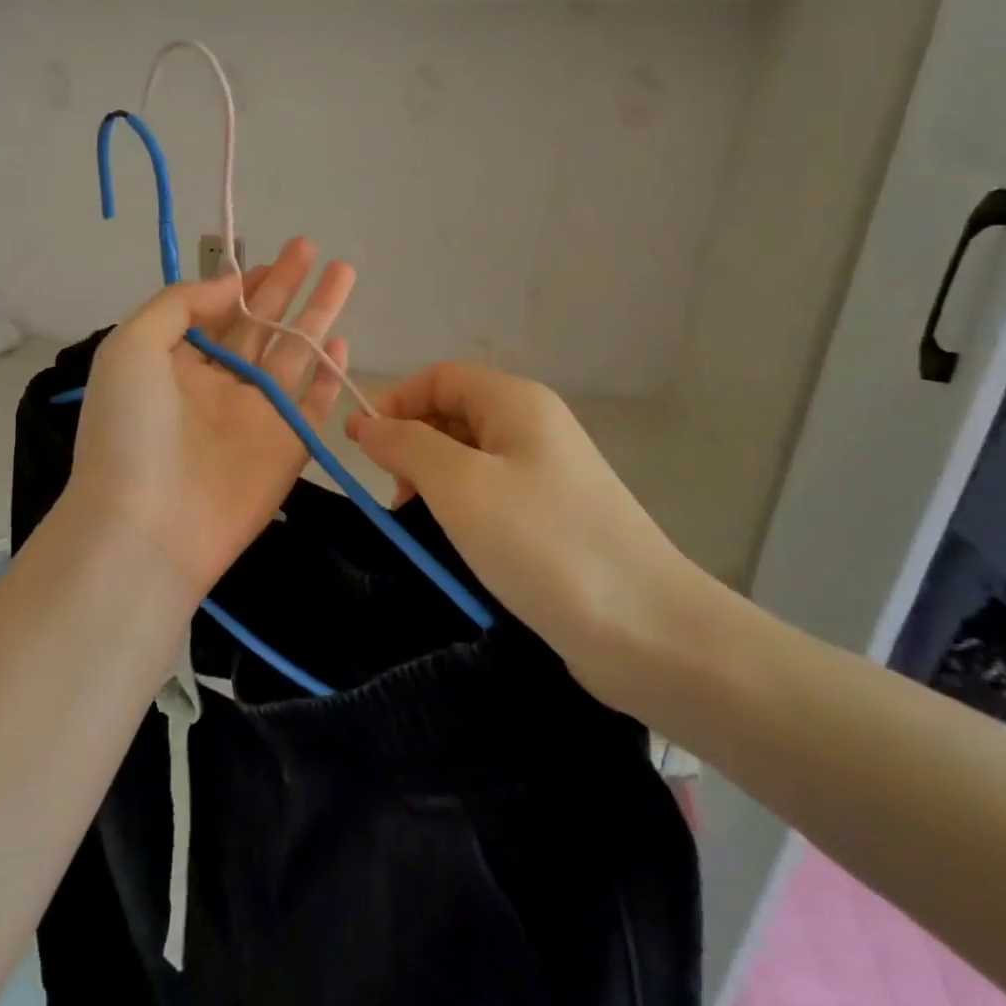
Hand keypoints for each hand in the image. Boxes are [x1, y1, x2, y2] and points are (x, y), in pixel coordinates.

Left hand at [64, 237, 354, 606]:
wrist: (147, 527)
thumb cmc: (131, 429)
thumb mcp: (132, 347)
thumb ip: (179, 304)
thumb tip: (230, 285)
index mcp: (176, 363)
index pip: (218, 313)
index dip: (245, 284)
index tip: (270, 257)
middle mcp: (218, 385)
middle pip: (262, 326)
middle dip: (287, 287)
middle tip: (312, 248)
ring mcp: (255, 417)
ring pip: (295, 355)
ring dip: (318, 316)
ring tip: (344, 273)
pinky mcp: (287, 448)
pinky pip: (315, 404)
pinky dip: (331, 376)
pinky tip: (345, 343)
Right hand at [346, 362, 720, 710]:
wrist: (645, 628)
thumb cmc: (542, 543)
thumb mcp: (459, 485)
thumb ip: (407, 445)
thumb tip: (368, 423)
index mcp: (516, 402)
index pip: (439, 377)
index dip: (395, 402)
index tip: (360, 445)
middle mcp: (534, 427)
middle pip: (453, 413)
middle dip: (411, 443)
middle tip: (391, 494)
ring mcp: (547, 473)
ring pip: (468, 458)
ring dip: (430, 480)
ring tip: (414, 523)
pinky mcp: (552, 517)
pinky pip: (490, 494)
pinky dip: (459, 509)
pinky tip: (450, 543)